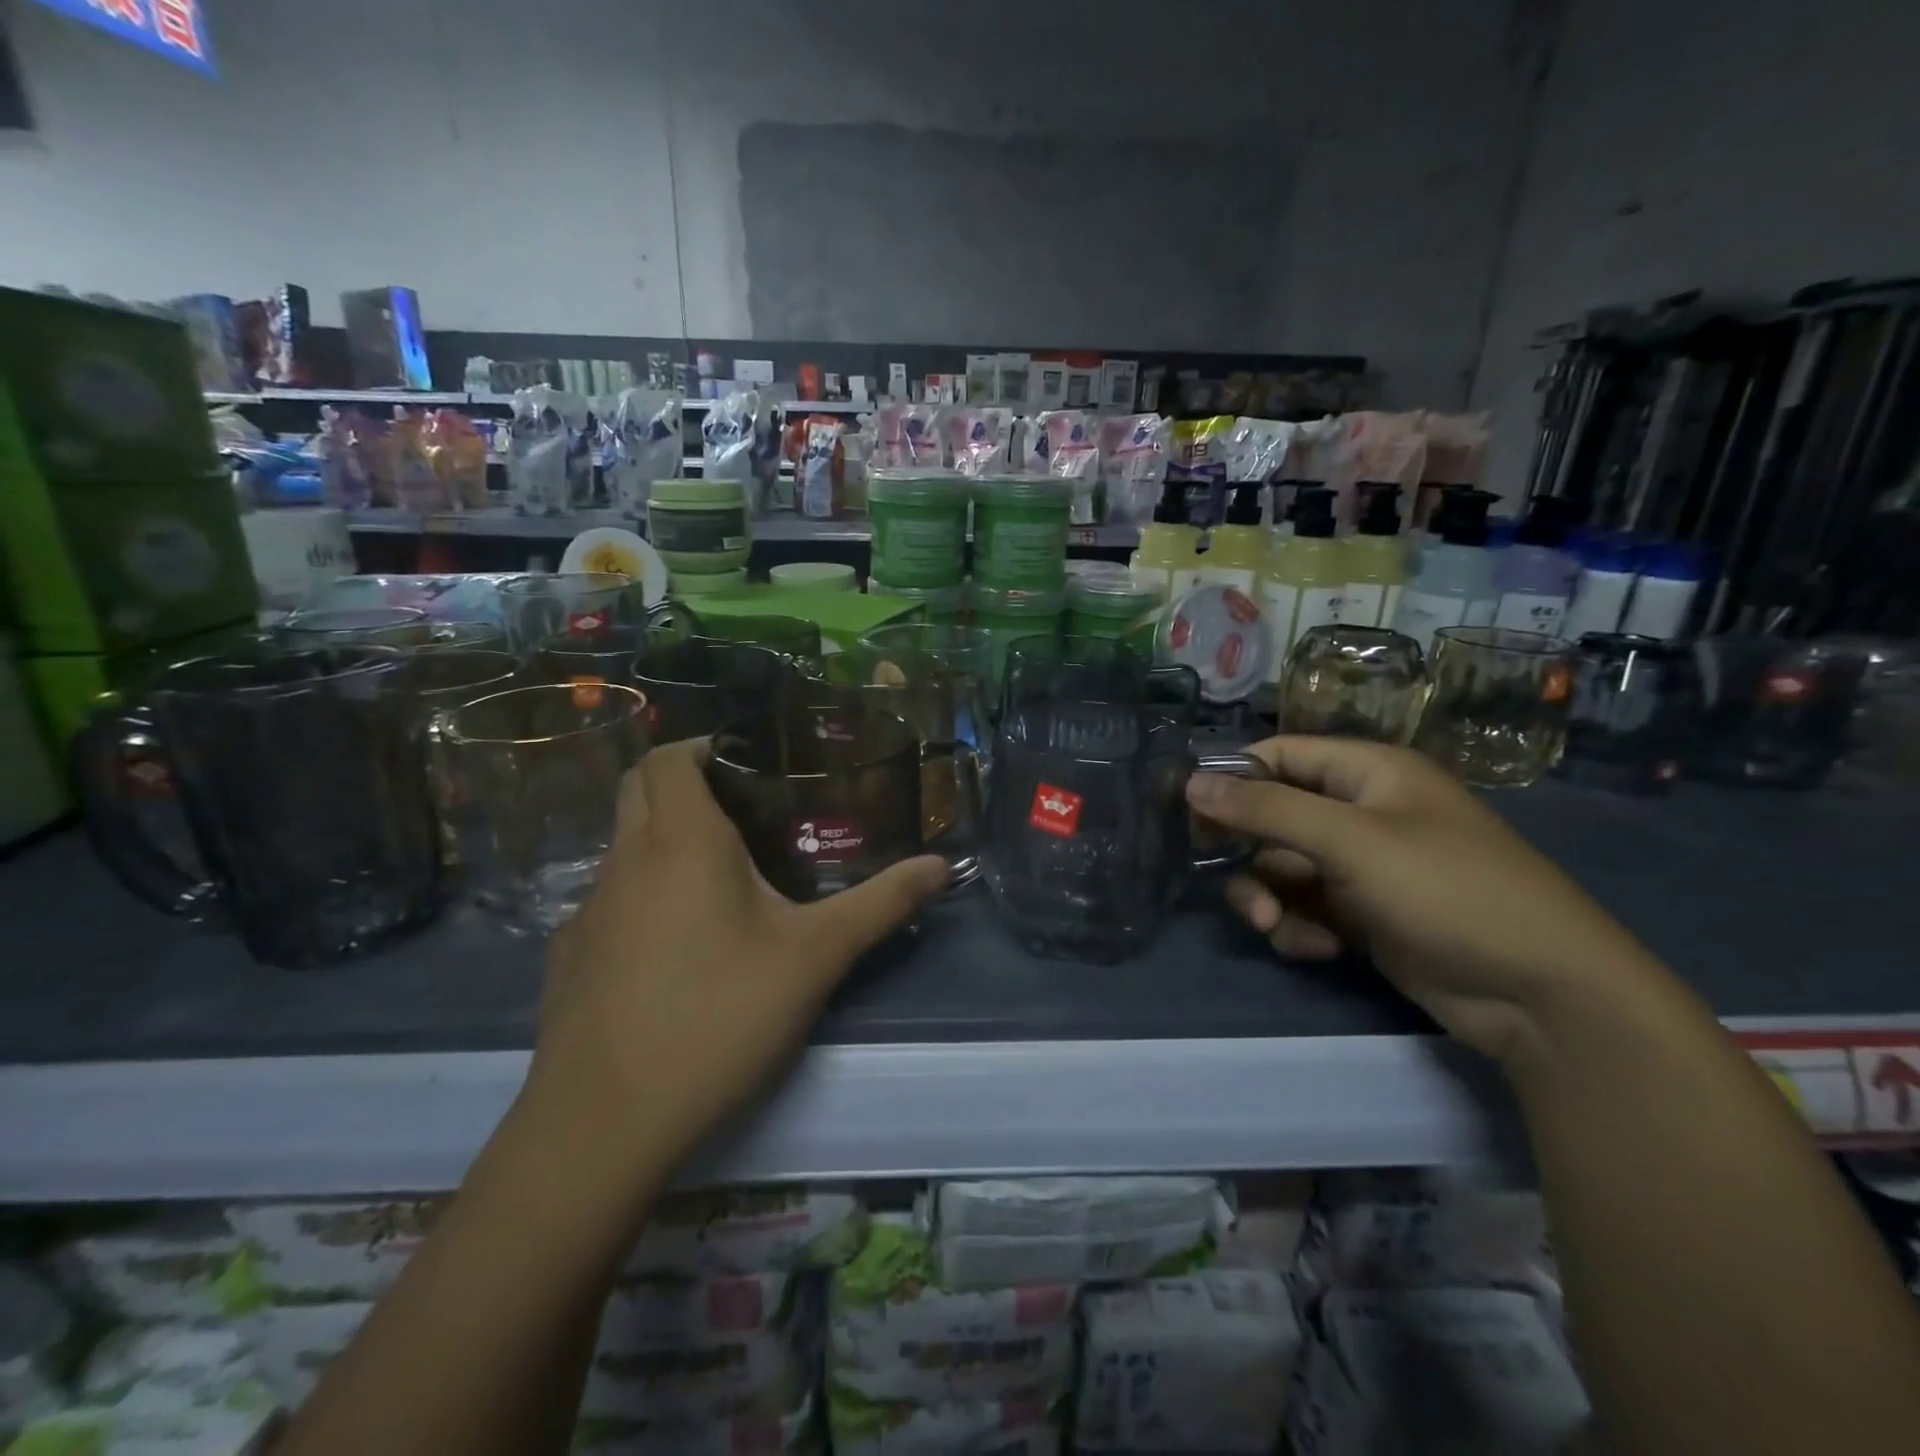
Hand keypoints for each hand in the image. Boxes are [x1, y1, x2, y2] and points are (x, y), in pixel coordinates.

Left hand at [525, 740, 947, 1170]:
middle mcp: (623, 861)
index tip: (746, 759)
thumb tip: (940, 866)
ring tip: (721, 875)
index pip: (668, 756)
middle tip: (743, 806)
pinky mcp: (570, 958)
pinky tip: (677, 947)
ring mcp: (587, 910)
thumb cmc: (718, 1017)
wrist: (604, 1124)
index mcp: (679, 841)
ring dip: (663, 839)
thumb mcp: (815, 957)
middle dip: (684, 781)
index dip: (702, 744)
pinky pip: (609, 900)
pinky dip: (642, 894)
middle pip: (637, 788)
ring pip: (622, 845)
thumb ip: (880, 904)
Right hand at [1186, 736, 1661, 1060]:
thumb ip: (1266, 809)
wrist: (1541, 994)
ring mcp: (1363, 866)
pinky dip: (1298, 926)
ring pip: (1282, 868)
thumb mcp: (1350, 842)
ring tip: (1274, 927)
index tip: (1190, 815)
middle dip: (1249, 854)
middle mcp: (1361, 811)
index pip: (1278, 756)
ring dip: (1268, 897)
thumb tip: (1192, 781)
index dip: (1232, 780)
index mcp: (1366, 773)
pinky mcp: (1365, 914)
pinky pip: (1306, 906)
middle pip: (1272, 817)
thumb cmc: (1447, 891)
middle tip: (1232, 883)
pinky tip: (1315, 949)